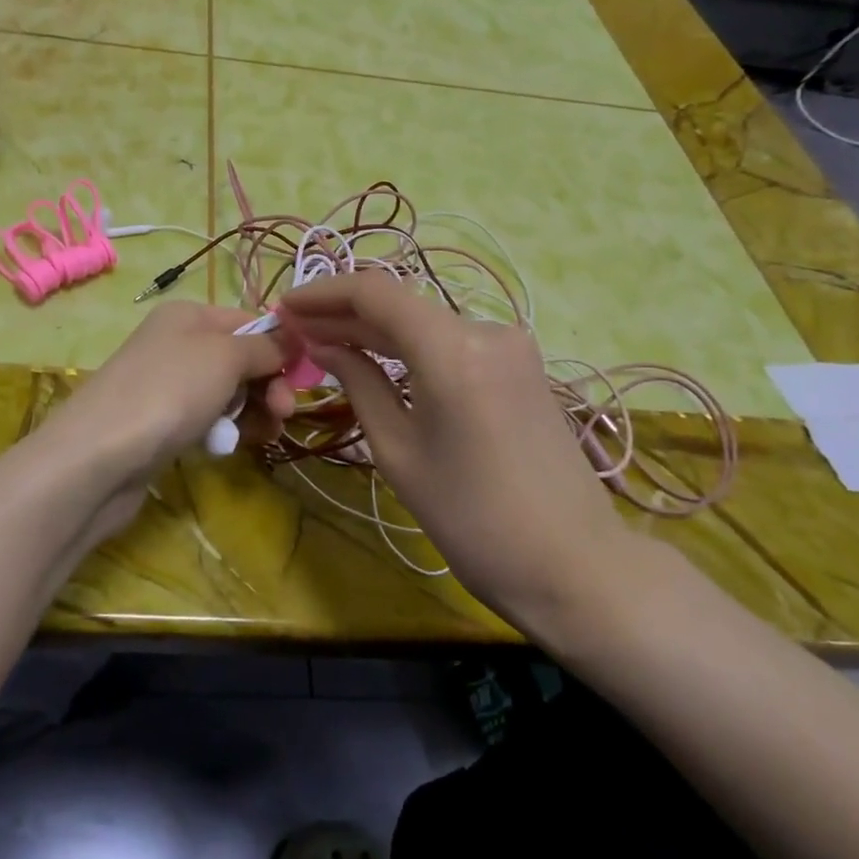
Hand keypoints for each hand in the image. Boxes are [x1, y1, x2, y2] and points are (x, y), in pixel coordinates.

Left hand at [37, 302, 298, 546]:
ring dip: (253, 411)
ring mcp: (168, 384)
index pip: (251, 321)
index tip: (306, 377)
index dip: (282, 346)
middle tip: (284, 413)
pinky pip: (208, 419)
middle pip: (242, 359)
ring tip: (264, 435)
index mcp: (190, 315)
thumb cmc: (169, 392)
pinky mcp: (162, 423)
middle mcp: (178, 343)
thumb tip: (293, 336)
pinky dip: (225, 429)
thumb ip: (265, 345)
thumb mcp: (225, 356)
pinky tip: (230, 446)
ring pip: (229, 393)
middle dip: (270, 384)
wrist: (98, 456)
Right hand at [278, 271, 647, 646]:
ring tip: (325, 342)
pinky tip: (377, 357)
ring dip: (375, 329)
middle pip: (400, 304)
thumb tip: (324, 344)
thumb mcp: (398, 451)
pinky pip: (451, 341)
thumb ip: (359, 383)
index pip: (375, 293)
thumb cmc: (472, 519)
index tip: (285, 306)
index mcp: (453, 349)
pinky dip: (410, 345)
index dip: (323, 293)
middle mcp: (485, 330)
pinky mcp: (520, 364)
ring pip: (425, 322)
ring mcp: (510, 344)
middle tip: (296, 329)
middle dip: (344, 313)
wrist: (573, 565)